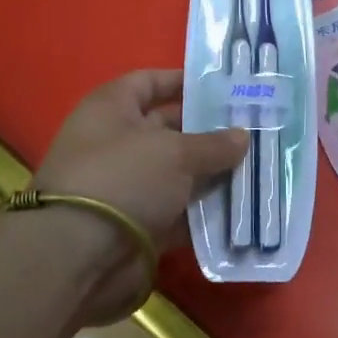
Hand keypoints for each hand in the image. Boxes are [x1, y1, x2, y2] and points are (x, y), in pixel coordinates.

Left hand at [34, 69, 247, 322]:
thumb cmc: (123, 179)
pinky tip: (241, 205)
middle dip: (209, 130)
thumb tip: (243, 136)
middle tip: (254, 129)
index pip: (149, 82)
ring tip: (257, 165)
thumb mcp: (175, 153)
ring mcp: (127, 186)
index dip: (183, 81)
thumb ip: (213, 144)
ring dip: (212, 172)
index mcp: (111, 109)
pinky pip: (178, 210)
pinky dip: (204, 210)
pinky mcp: (138, 222)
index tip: (223, 86)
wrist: (79, 255)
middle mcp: (116, 143)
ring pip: (178, 173)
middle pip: (169, 128)